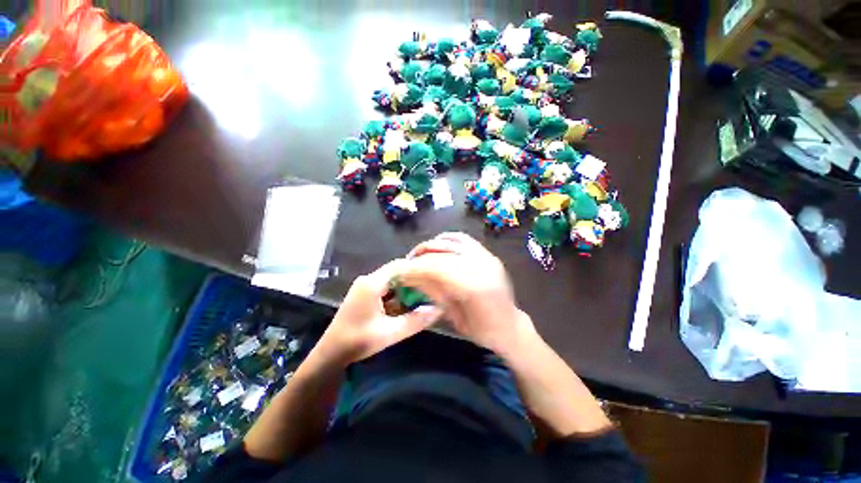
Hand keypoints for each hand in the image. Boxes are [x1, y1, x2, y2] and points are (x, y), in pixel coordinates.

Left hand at [316, 259, 442, 364]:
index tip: (433, 275)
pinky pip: (385, 288)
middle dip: (413, 279)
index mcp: (372, 283)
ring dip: (405, 287)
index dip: (417, 268)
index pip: (399, 266)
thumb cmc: (358, 341)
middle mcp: (368, 280)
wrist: (330, 355)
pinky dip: (397, 294)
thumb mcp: (390, 333)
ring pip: (391, 280)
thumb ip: (415, 320)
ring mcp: (365, 287)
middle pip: (395, 272)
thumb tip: (437, 309)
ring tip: (423, 295)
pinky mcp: (364, 294)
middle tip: (431, 287)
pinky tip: (407, 304)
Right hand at [400, 233, 536, 353]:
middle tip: (405, 264)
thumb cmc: (482, 330)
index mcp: (474, 286)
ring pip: (450, 241)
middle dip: (419, 257)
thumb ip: (433, 292)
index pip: (436, 267)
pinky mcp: (487, 253)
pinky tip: (436, 247)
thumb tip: (411, 277)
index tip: (398, 271)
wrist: (510, 326)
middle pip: (441, 253)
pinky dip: (445, 240)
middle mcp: (481, 265)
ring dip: (430, 246)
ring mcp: (486, 256)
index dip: (414, 267)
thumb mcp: (453, 316)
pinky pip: (462, 239)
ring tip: (417, 255)